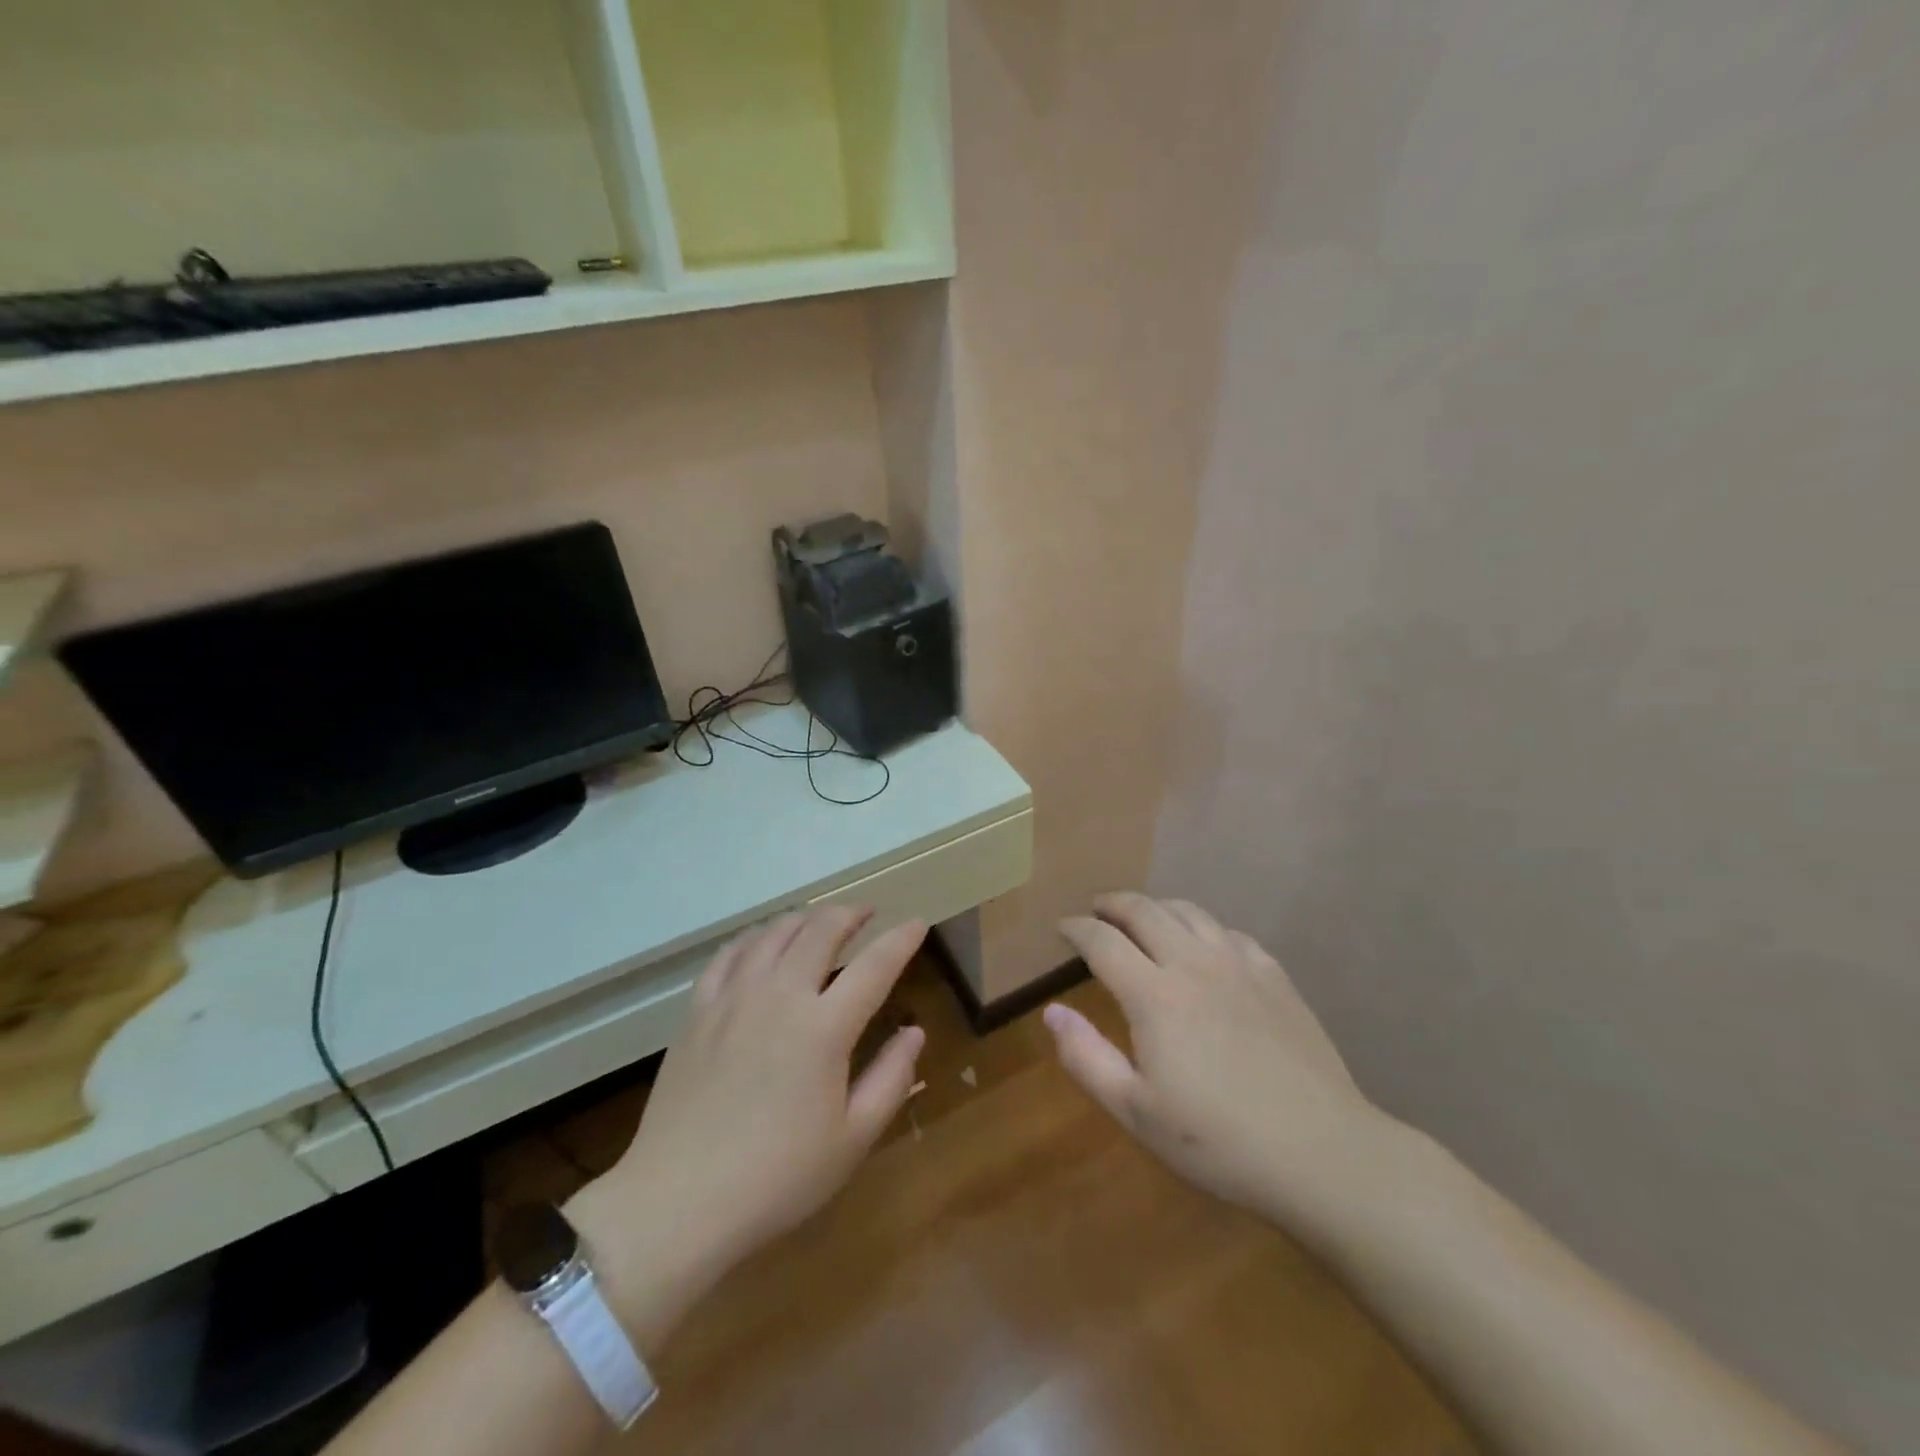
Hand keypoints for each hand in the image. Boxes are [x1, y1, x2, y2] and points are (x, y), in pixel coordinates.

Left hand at [566, 907, 926, 1343]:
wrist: (677, 1202)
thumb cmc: (777, 1178)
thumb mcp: (852, 1139)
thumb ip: (891, 1078)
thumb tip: (914, 1031)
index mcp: (824, 1027)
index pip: (875, 965)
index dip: (901, 939)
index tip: (918, 923)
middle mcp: (781, 995)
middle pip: (821, 931)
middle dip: (851, 913)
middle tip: (867, 914)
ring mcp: (734, 997)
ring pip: (774, 932)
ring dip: (806, 919)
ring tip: (821, 923)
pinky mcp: (699, 1010)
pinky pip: (729, 953)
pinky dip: (755, 937)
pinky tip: (762, 943)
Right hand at [1049, 893, 1389, 1227]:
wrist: (1322, 1153)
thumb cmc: (1218, 1141)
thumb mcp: (1136, 1112)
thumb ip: (1086, 1057)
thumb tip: (1052, 1011)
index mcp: (1153, 995)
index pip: (1102, 941)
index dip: (1077, 928)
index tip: (1062, 928)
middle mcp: (1193, 964)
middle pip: (1144, 910)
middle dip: (1113, 903)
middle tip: (1097, 910)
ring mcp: (1239, 965)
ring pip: (1189, 912)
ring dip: (1157, 907)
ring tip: (1144, 918)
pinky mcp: (1275, 977)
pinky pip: (1230, 932)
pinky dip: (1203, 928)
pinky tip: (1205, 946)